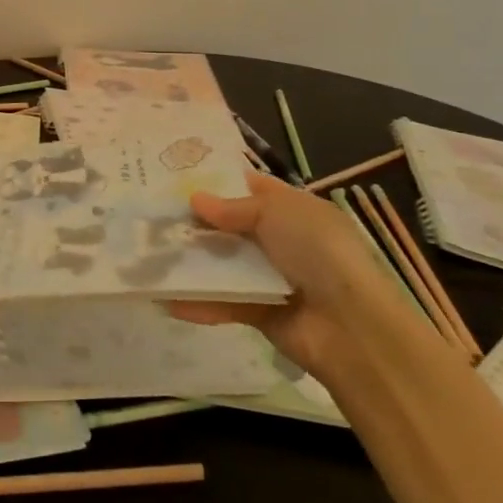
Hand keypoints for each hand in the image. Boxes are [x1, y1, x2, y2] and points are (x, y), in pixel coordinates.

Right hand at [167, 171, 425, 374]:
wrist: (352, 326)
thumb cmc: (319, 252)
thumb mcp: (277, 213)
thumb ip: (232, 207)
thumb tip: (194, 199)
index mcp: (294, 210)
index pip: (249, 188)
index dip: (216, 181)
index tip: (175, 176)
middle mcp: (282, 240)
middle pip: (230, 226)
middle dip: (195, 221)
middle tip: (151, 214)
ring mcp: (270, 277)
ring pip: (223, 263)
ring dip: (191, 261)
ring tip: (150, 254)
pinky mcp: (260, 312)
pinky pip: (224, 302)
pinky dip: (199, 301)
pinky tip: (166, 299)